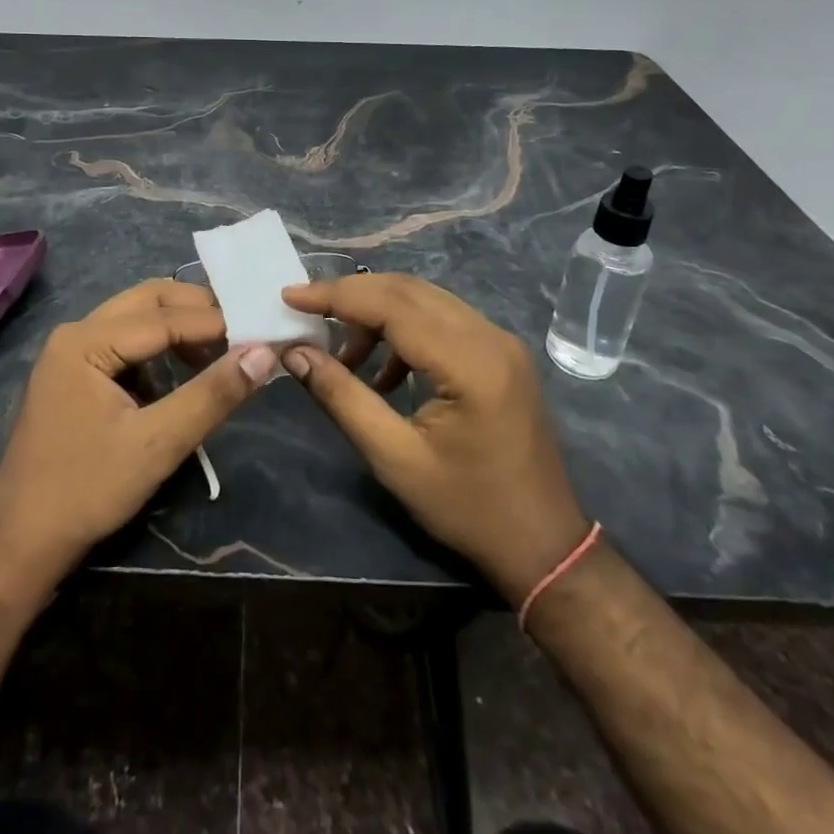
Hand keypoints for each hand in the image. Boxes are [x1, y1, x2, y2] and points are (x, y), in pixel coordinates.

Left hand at [0, 280, 273, 580]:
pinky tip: (184, 368)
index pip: (163, 317)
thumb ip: (211, 395)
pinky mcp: (75, 372)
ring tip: (221, 348)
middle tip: (243, 329)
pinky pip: (125, 340)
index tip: (261, 331)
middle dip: (196, 310)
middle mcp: (76, 332)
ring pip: (136, 317)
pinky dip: (160, 345)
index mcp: (86, 341)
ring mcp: (71, 351)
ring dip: (179, 325)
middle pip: (147, 301)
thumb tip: (263, 354)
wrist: (21, 540)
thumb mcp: (157, 444)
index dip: (215, 323)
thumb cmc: (87, 490)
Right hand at [280, 274, 588, 606]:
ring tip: (343, 352)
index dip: (336, 295)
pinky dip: (404, 328)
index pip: (392, 305)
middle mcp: (490, 337)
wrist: (543, 544)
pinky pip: (442, 319)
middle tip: (306, 311)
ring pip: (425, 299)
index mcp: (470, 363)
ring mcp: (500, 341)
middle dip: (352, 294)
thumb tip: (295, 352)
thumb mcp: (394, 458)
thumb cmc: (467, 508)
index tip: (290, 295)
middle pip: (408, 290)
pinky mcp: (501, 352)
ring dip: (377, 311)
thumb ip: (342, 397)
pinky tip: (384, 371)